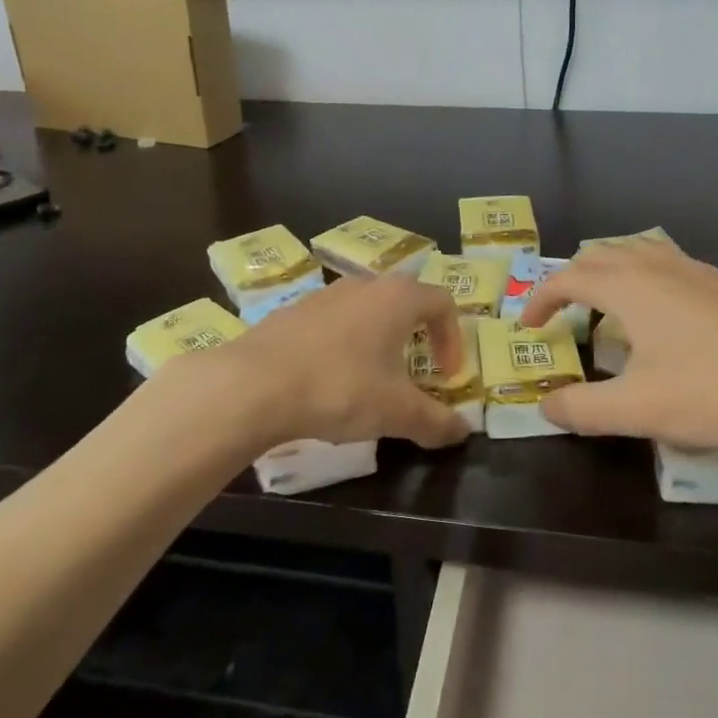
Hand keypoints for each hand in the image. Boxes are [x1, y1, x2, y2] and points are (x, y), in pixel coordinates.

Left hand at [158, 274, 469, 451]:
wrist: (253, 384)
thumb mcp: (395, 412)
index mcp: (397, 298)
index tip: (446, 375)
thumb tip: (463, 431)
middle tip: (414, 373)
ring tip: (371, 380)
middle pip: (403, 301)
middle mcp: (363, 286)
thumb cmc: (339, 388)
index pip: (442, 302)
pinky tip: (328, 381)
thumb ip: (435, 421)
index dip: (452, 338)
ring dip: (378, 340)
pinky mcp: (292, 311)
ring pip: (365, 310)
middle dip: (416, 336)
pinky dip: (343, 345)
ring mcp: (324, 295)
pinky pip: (332, 323)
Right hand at [520, 238, 717, 455]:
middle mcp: (662, 265)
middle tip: (562, 315)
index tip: (527, 326)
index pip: (569, 277)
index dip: (541, 299)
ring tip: (608, 310)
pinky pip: (671, 267)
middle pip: (602, 253)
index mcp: (632, 286)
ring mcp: (701, 270)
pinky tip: (667, 323)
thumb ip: (583, 409)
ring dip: (611, 274)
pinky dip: (647, 282)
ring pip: (640, 252)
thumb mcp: (641, 411)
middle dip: (572, 279)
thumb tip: (546, 404)